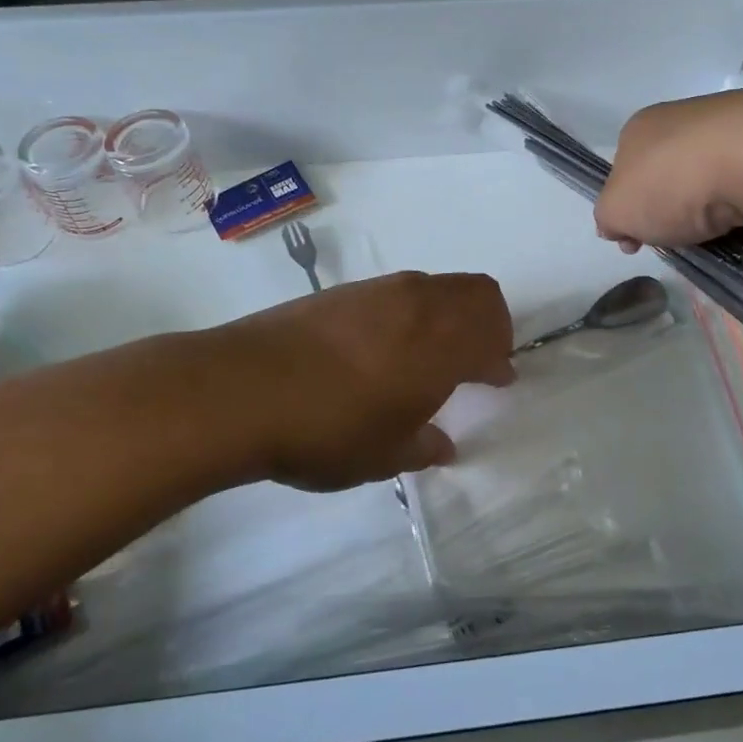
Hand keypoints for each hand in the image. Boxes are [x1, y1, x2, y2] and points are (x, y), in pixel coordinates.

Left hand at [213, 271, 514, 490]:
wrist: (241, 390)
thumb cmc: (327, 431)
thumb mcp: (384, 456)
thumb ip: (423, 446)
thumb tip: (443, 444)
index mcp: (442, 345)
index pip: (493, 337)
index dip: (501, 359)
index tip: (499, 379)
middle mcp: (419, 306)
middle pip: (477, 292)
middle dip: (490, 322)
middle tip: (479, 357)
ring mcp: (379, 291)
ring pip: (437, 285)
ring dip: (451, 312)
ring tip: (432, 351)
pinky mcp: (343, 291)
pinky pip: (400, 290)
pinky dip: (414, 310)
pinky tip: (386, 345)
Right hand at [597, 89, 742, 250]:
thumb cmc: (675, 181)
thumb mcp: (617, 210)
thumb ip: (609, 218)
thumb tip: (617, 224)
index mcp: (643, 127)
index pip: (626, 171)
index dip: (629, 209)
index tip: (637, 241)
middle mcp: (688, 119)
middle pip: (674, 179)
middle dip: (677, 215)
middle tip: (683, 242)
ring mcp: (737, 128)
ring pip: (718, 186)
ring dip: (718, 220)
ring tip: (725, 243)